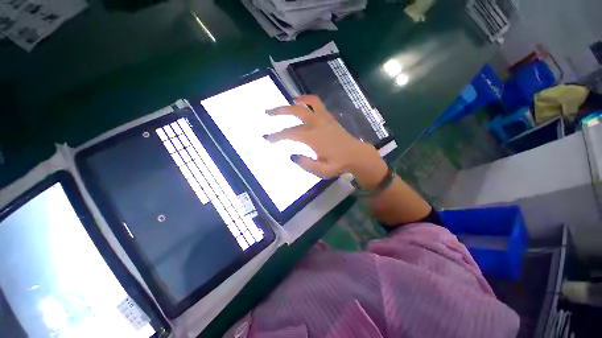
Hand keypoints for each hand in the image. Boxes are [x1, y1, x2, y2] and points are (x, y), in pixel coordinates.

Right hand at [264, 95, 385, 184]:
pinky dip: (307, 100)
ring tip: (286, 103)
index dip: (277, 136)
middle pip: (295, 112)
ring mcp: (324, 118)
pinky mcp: (329, 117)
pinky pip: (317, 103)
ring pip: (307, 103)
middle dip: (279, 112)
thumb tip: (292, 156)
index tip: (267, 138)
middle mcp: (317, 124)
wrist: (356, 155)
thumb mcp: (322, 170)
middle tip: (268, 113)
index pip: (290, 133)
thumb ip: (305, 164)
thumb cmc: (339, 164)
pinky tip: (302, 102)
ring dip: (294, 102)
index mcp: (313, 137)